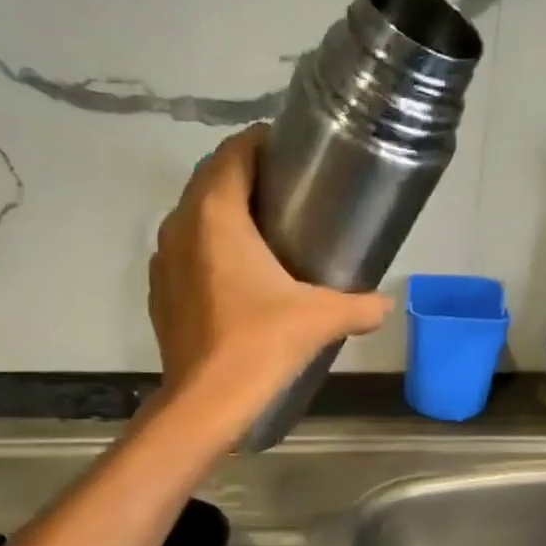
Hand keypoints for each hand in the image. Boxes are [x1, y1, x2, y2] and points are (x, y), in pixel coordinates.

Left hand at [149, 125, 390, 422]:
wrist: (206, 402)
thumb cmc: (260, 344)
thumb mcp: (321, 318)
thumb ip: (360, 305)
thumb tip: (386, 304)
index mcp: (215, 214)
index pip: (234, 152)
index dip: (262, 144)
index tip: (294, 155)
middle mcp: (180, 225)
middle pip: (212, 179)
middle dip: (247, 176)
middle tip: (290, 192)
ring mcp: (163, 259)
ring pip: (195, 215)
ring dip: (226, 212)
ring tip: (266, 230)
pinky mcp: (160, 291)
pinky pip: (186, 250)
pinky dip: (210, 247)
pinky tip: (239, 275)